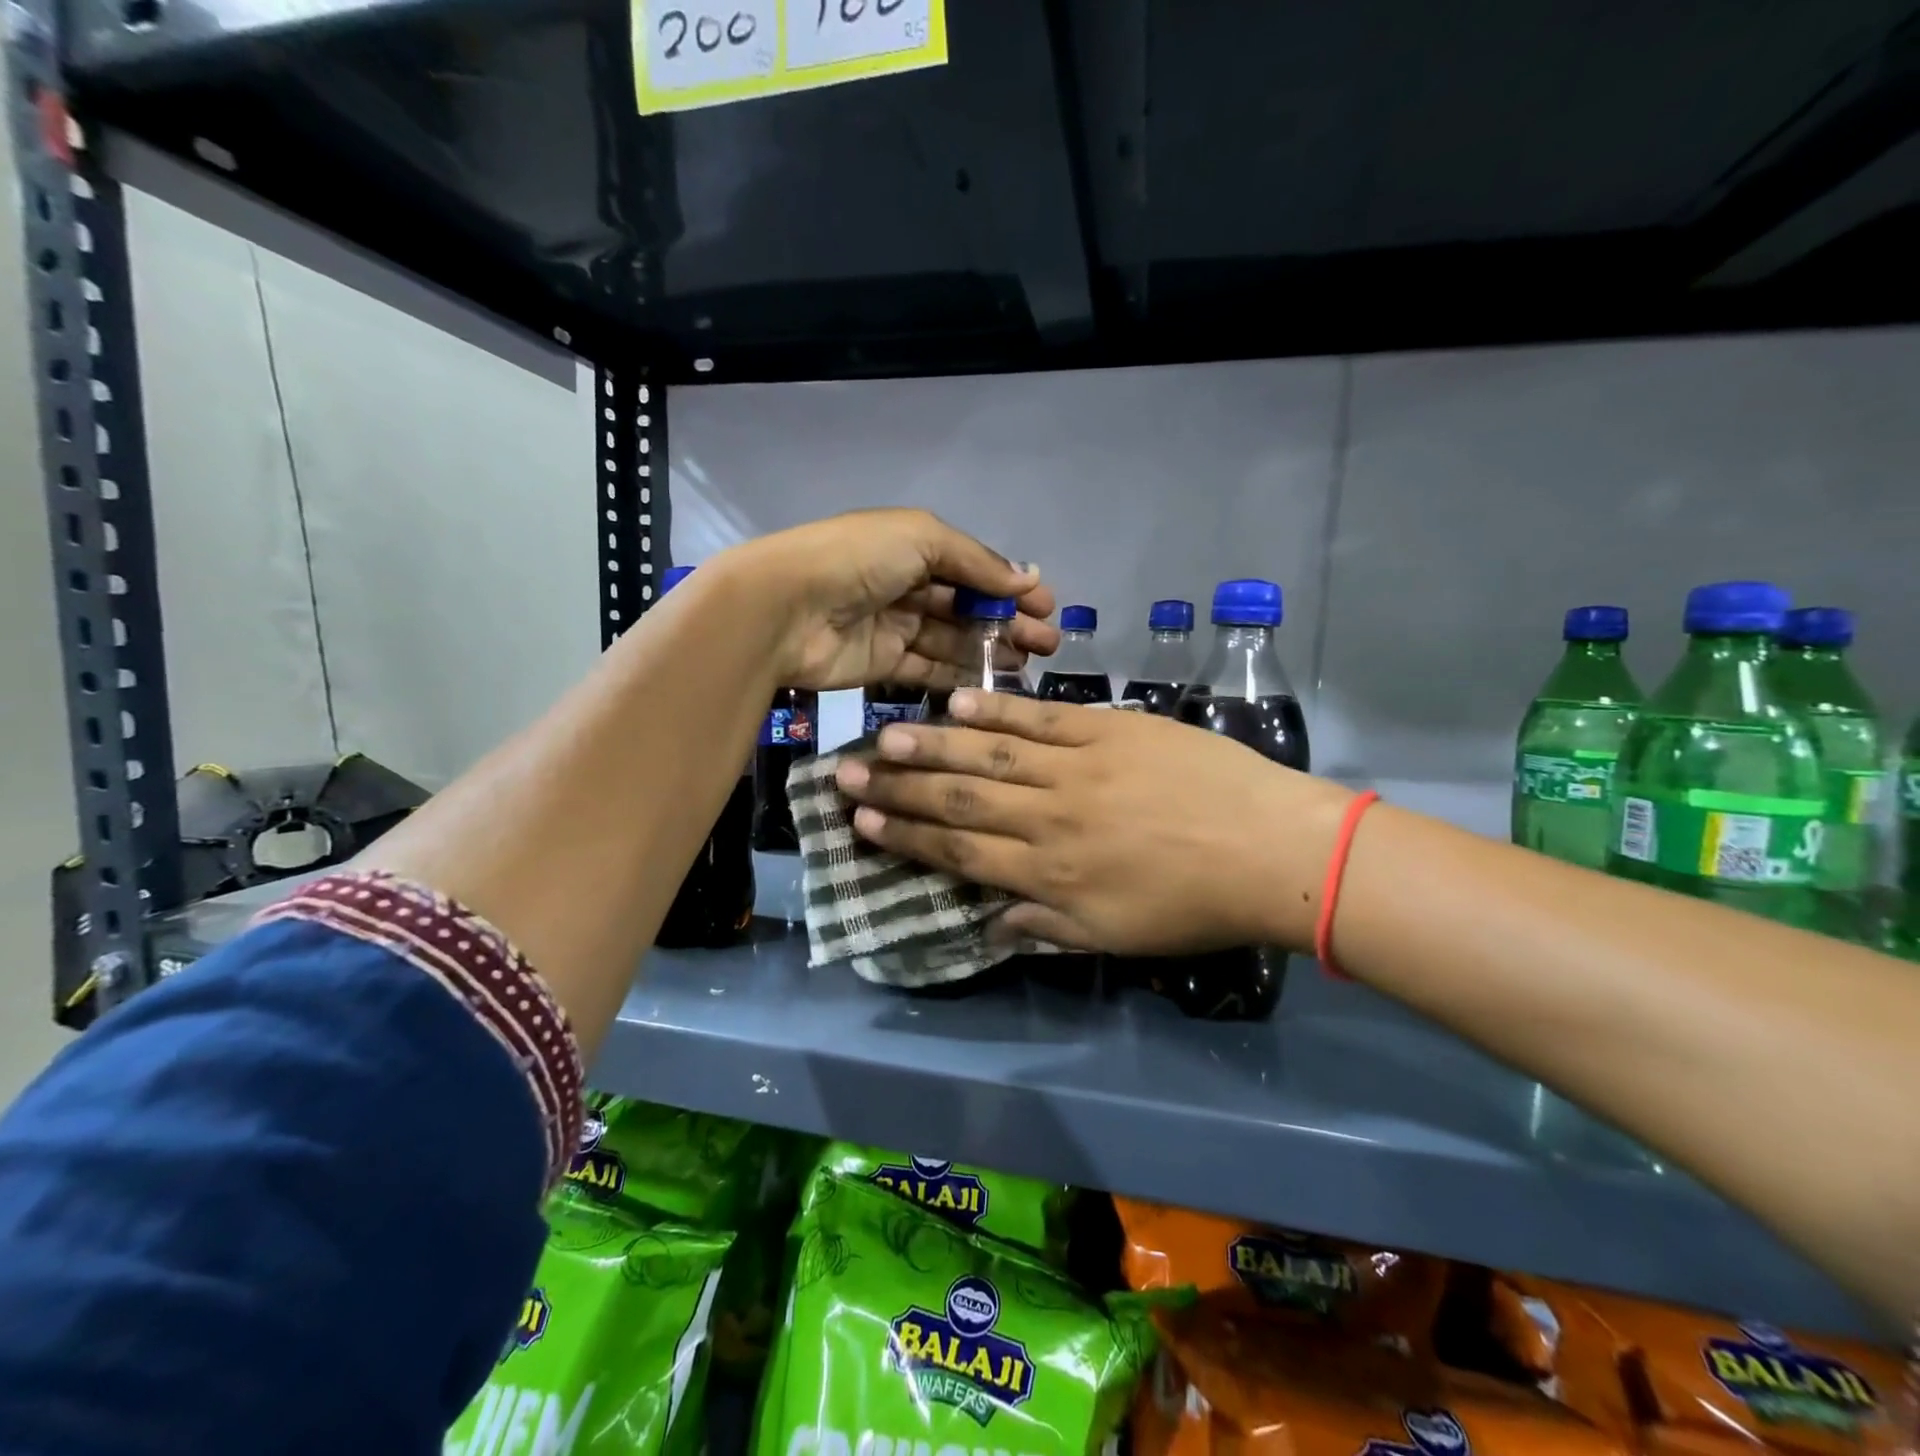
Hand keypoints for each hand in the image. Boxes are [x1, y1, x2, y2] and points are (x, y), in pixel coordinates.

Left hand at [721, 510, 1057, 690]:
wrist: (786, 609)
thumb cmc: (857, 560)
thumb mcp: (921, 539)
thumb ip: (976, 561)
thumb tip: (1027, 578)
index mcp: (913, 547)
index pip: (972, 568)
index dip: (1010, 587)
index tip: (1047, 608)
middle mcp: (906, 586)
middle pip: (967, 607)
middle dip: (1008, 623)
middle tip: (1048, 644)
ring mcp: (894, 627)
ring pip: (952, 641)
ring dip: (990, 651)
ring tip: (1029, 665)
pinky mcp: (883, 665)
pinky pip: (928, 671)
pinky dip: (958, 677)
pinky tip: (992, 686)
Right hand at [832, 690, 1355, 953]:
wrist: (1270, 850)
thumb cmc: (1193, 905)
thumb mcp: (1114, 939)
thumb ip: (1044, 926)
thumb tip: (987, 924)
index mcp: (1048, 873)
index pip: (959, 850)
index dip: (906, 837)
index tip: (864, 823)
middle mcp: (1048, 818)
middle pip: (959, 799)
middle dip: (898, 788)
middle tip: (847, 774)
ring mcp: (1078, 768)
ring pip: (990, 755)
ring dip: (933, 746)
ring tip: (886, 735)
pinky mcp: (1110, 730)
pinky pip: (1042, 718)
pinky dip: (997, 711)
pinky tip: (960, 703)